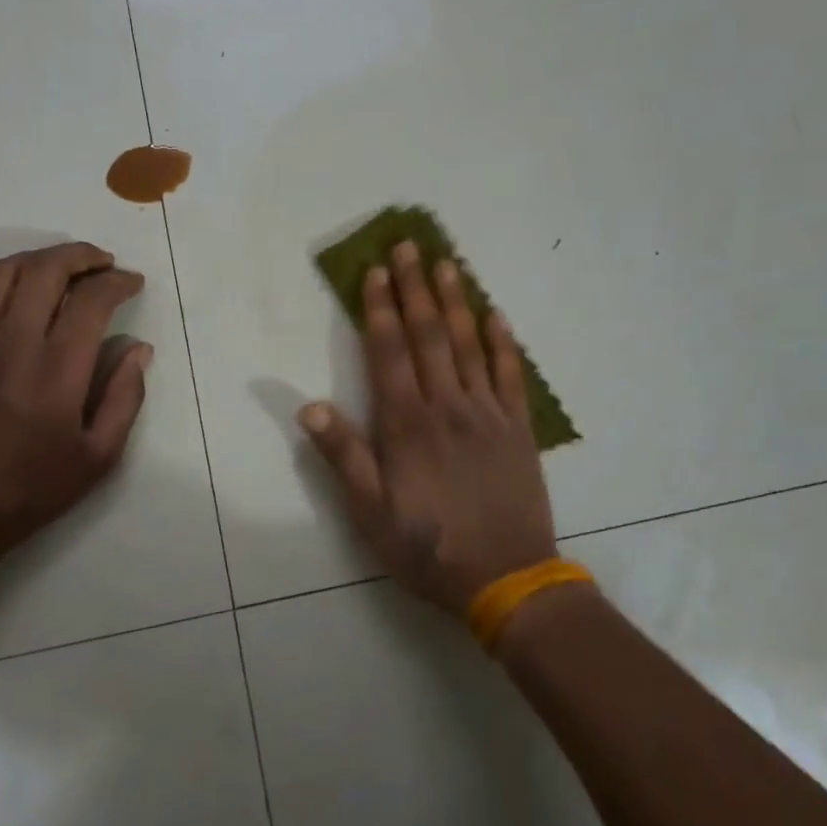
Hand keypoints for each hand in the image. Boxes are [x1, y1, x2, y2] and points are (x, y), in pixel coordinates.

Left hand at [0, 242, 150, 578]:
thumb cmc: (35, 487)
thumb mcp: (100, 456)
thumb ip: (125, 397)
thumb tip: (138, 348)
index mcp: (56, 373)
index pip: (89, 301)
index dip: (117, 282)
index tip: (133, 283)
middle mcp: (14, 346)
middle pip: (45, 270)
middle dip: (81, 255)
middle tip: (104, 263)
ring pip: (5, 272)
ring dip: (41, 258)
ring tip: (65, 267)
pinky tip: (18, 288)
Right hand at [299, 240, 556, 616]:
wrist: (508, 580)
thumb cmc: (428, 548)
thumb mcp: (370, 514)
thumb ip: (344, 457)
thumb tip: (309, 407)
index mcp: (407, 424)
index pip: (390, 353)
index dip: (381, 309)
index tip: (376, 272)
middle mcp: (447, 406)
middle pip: (429, 335)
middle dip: (415, 288)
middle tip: (409, 245)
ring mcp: (487, 413)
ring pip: (468, 345)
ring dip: (456, 301)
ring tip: (447, 263)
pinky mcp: (518, 429)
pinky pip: (511, 375)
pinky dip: (503, 342)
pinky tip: (496, 315)